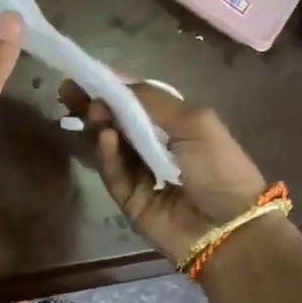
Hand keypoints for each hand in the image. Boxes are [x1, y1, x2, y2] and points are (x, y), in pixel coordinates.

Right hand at [62, 80, 268, 263]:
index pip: (138, 103)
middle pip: (118, 124)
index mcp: (177, 126)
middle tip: (71, 91)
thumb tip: (115, 84)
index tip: (87, 76)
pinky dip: (108, 155)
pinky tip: (105, 137)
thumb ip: (153, 100)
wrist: (230, 227)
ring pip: (111, 147)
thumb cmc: (219, 167)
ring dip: (101, 127)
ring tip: (93, 111)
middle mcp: (157, 148)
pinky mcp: (129, 201)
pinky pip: (114, 174)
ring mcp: (141, 176)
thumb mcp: (194, 121)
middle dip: (96, 107)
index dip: (114, 89)